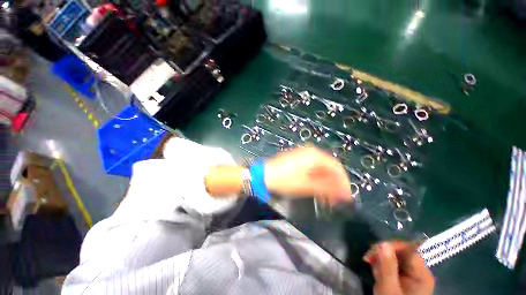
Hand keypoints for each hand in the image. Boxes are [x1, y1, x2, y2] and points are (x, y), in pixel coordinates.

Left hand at [264, 147, 352, 204]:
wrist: (264, 176)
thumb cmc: (285, 180)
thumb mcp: (307, 186)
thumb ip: (328, 188)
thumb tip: (345, 194)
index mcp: (315, 156)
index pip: (337, 168)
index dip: (343, 183)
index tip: (346, 197)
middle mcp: (311, 153)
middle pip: (329, 169)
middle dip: (334, 184)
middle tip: (336, 200)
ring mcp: (304, 156)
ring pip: (321, 170)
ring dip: (325, 184)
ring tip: (326, 199)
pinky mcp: (299, 161)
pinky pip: (313, 170)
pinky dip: (317, 180)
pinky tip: (317, 190)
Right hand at [363, 241, 434, 294]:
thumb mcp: (389, 289)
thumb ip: (388, 267)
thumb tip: (384, 243)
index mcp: (422, 273)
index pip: (408, 248)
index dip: (390, 246)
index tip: (372, 252)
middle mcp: (419, 271)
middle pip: (400, 251)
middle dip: (382, 254)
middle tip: (368, 261)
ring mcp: (412, 274)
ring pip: (394, 257)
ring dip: (380, 261)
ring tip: (373, 271)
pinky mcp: (404, 278)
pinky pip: (392, 264)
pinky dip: (382, 266)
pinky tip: (377, 274)